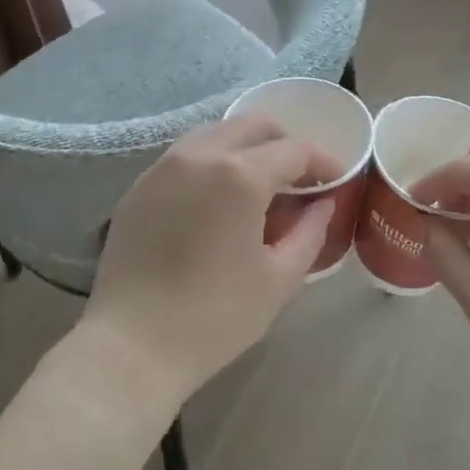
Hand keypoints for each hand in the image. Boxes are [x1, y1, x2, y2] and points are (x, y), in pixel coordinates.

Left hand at [79, 114, 336, 417]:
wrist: (132, 345)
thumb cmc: (215, 317)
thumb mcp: (278, 279)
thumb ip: (309, 232)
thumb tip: (324, 204)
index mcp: (239, 175)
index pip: (293, 150)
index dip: (323, 162)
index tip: (337, 180)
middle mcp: (199, 155)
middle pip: (252, 125)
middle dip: (284, 142)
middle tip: (300, 177)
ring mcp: (163, 167)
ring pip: (215, 133)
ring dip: (246, 148)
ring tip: (260, 186)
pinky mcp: (139, 186)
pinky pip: (185, 156)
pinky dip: (212, 162)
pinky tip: (218, 199)